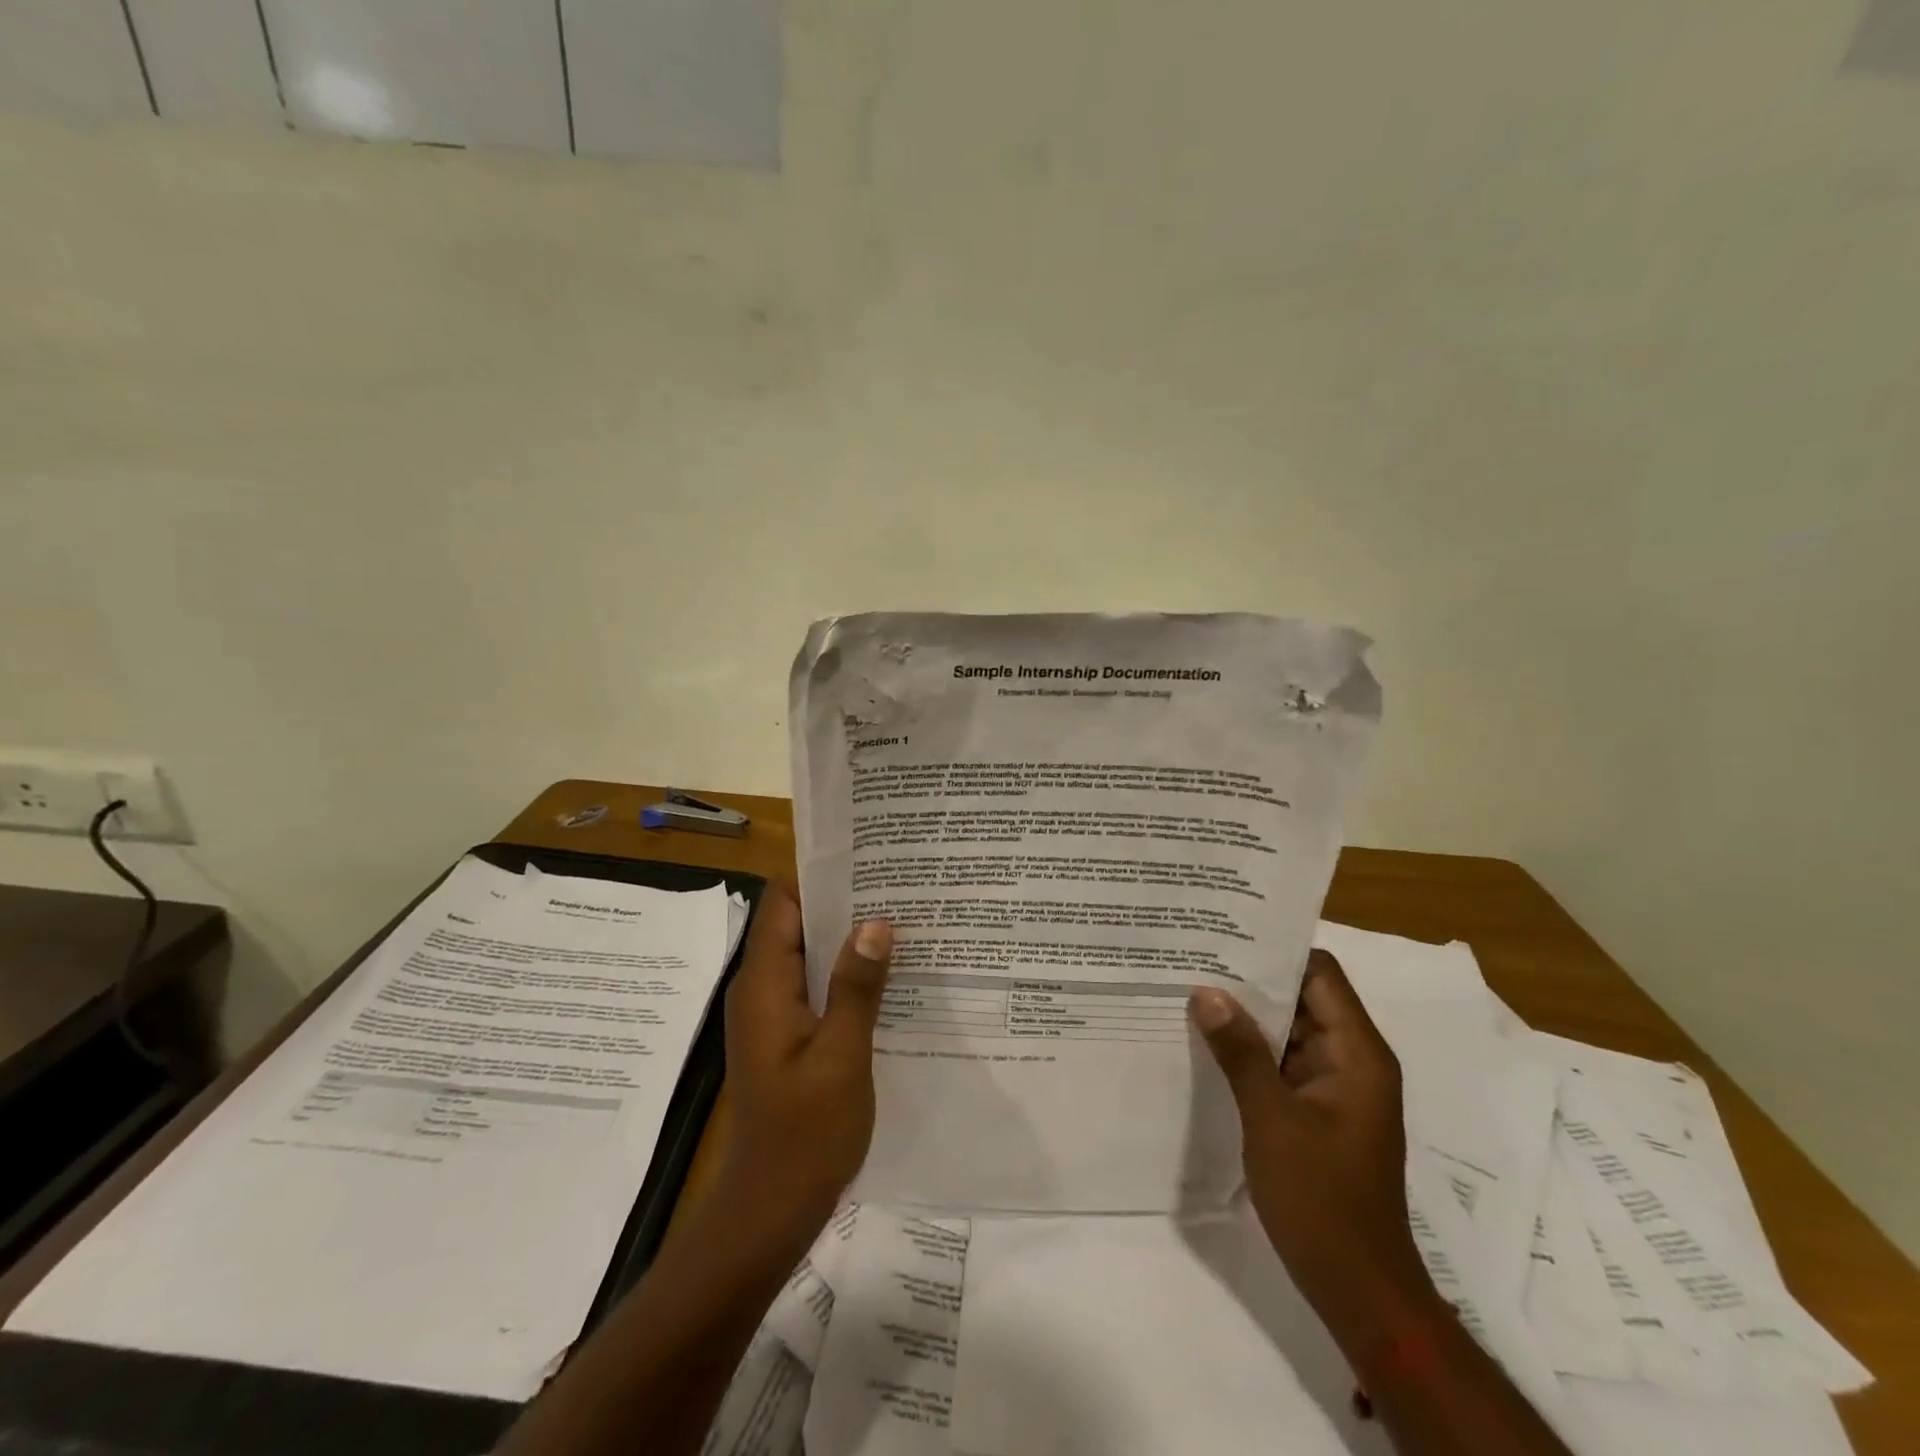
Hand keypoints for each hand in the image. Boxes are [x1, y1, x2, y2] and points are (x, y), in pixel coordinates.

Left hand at [713, 884, 892, 1258]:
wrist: (769, 1211)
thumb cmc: (804, 1134)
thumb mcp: (841, 1055)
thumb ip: (856, 987)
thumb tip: (876, 921)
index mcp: (765, 984)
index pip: (782, 902)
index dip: (819, 877)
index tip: (868, 861)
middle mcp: (761, 990)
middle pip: (797, 925)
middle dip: (843, 905)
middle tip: (899, 888)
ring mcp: (773, 1015)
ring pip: (809, 957)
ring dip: (847, 941)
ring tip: (903, 922)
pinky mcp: (787, 1037)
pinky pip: (815, 988)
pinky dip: (845, 975)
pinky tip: (889, 978)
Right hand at [1189, 951, 1438, 1351]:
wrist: (1359, 1289)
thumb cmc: (1322, 1199)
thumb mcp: (1272, 1119)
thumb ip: (1240, 1051)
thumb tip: (1206, 992)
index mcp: (1357, 1053)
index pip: (1321, 973)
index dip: (1276, 949)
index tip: (1225, 932)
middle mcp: (1351, 1060)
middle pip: (1303, 997)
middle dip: (1252, 979)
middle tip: (1194, 956)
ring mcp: (1335, 1087)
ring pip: (1290, 1031)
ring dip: (1248, 1016)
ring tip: (1191, 989)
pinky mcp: (1318, 1110)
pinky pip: (1284, 1063)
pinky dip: (1251, 1049)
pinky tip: (1207, 1041)